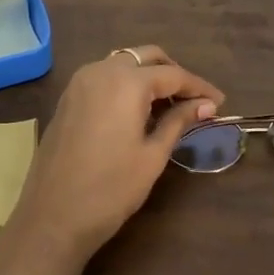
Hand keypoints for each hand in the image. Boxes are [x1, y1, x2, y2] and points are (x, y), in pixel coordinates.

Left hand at [5, 46, 223, 269]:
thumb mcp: (152, 155)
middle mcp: (101, 71)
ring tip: (169, 106)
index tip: (220, 102)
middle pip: (146, 57)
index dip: (199, 87)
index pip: (173, 74)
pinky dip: (126, 84)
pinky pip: (104, 77)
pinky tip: (138, 111)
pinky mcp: (68, 98)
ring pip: (123, 63)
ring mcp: (79, 83)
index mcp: (126, 82)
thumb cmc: (111, 189)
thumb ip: (178, 121)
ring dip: (148, 76)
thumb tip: (206, 105)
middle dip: (173, 74)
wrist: (53, 216)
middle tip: (195, 101)